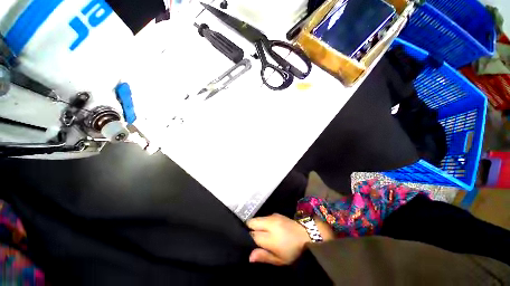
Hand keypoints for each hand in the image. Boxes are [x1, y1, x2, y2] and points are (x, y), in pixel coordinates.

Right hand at [246, 213, 333, 264]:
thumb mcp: (280, 259)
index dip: (248, 239)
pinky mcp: (275, 214)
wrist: (305, 233)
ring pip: (257, 218)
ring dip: (255, 225)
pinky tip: (267, 228)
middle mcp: (268, 224)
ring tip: (260, 233)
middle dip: (249, 228)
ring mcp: (272, 217)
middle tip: (253, 237)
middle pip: (251, 222)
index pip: (252, 235)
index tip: (249, 243)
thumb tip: (249, 256)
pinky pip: (263, 217)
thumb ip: (264, 256)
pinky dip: (262, 222)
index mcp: (269, 237)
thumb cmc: (293, 250)